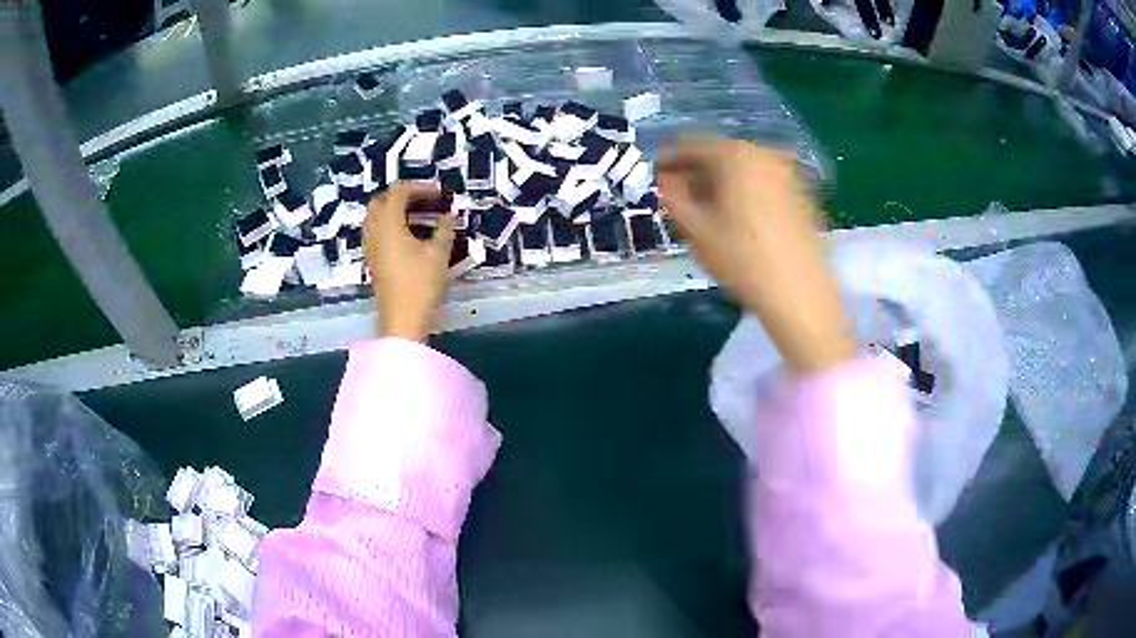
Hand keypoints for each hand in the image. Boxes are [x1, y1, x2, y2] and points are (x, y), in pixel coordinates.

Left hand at [364, 183, 456, 341]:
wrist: (402, 319)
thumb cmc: (421, 284)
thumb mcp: (439, 253)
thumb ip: (445, 228)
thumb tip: (449, 216)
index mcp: (388, 224)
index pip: (398, 192)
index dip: (419, 188)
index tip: (439, 194)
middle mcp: (374, 231)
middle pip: (381, 201)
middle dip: (402, 196)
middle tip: (425, 201)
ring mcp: (370, 247)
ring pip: (376, 217)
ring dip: (394, 210)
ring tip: (417, 216)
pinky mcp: (372, 260)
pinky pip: (376, 232)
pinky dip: (390, 225)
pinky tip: (408, 236)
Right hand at [659, 140, 855, 373]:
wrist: (800, 294)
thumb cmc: (741, 259)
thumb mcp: (696, 229)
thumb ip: (672, 198)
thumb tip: (662, 182)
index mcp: (734, 155)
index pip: (691, 146)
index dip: (668, 161)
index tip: (655, 178)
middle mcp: (764, 155)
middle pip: (720, 156)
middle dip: (696, 174)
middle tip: (678, 198)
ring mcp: (788, 174)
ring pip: (743, 171)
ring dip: (720, 184)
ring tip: (706, 212)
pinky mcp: (803, 196)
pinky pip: (764, 185)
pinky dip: (745, 194)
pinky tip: (739, 221)